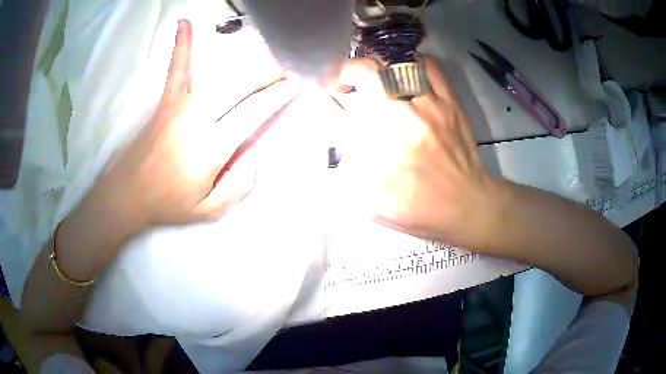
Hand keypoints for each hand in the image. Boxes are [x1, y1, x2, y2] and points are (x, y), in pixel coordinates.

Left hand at [92, 19, 283, 227]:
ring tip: (270, 48)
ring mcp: (180, 105)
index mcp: (211, 148)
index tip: (300, 80)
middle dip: (272, 71)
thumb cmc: (168, 204)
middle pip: (243, 86)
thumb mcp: (208, 211)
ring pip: (221, 75)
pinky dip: (183, 46)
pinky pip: (177, 69)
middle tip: (293, 60)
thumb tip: (256, 155)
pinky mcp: (166, 101)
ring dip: (249, 60)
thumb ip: (238, 186)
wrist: (127, 194)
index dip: (280, 94)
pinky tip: (185, 23)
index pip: (255, 113)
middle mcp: (199, 119)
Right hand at [333, 57, 505, 247]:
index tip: (326, 97)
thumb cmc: (425, 211)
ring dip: (378, 66)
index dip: (330, 100)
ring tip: (372, 76)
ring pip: (399, 65)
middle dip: (348, 73)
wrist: (471, 205)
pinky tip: (404, 71)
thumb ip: (350, 181)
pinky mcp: (452, 103)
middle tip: (344, 84)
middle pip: (371, 75)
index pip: (347, 108)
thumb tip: (337, 150)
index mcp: (385, 147)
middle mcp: (407, 118)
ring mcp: (433, 107)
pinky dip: (413, 62)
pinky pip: (431, 68)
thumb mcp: (379, 208)